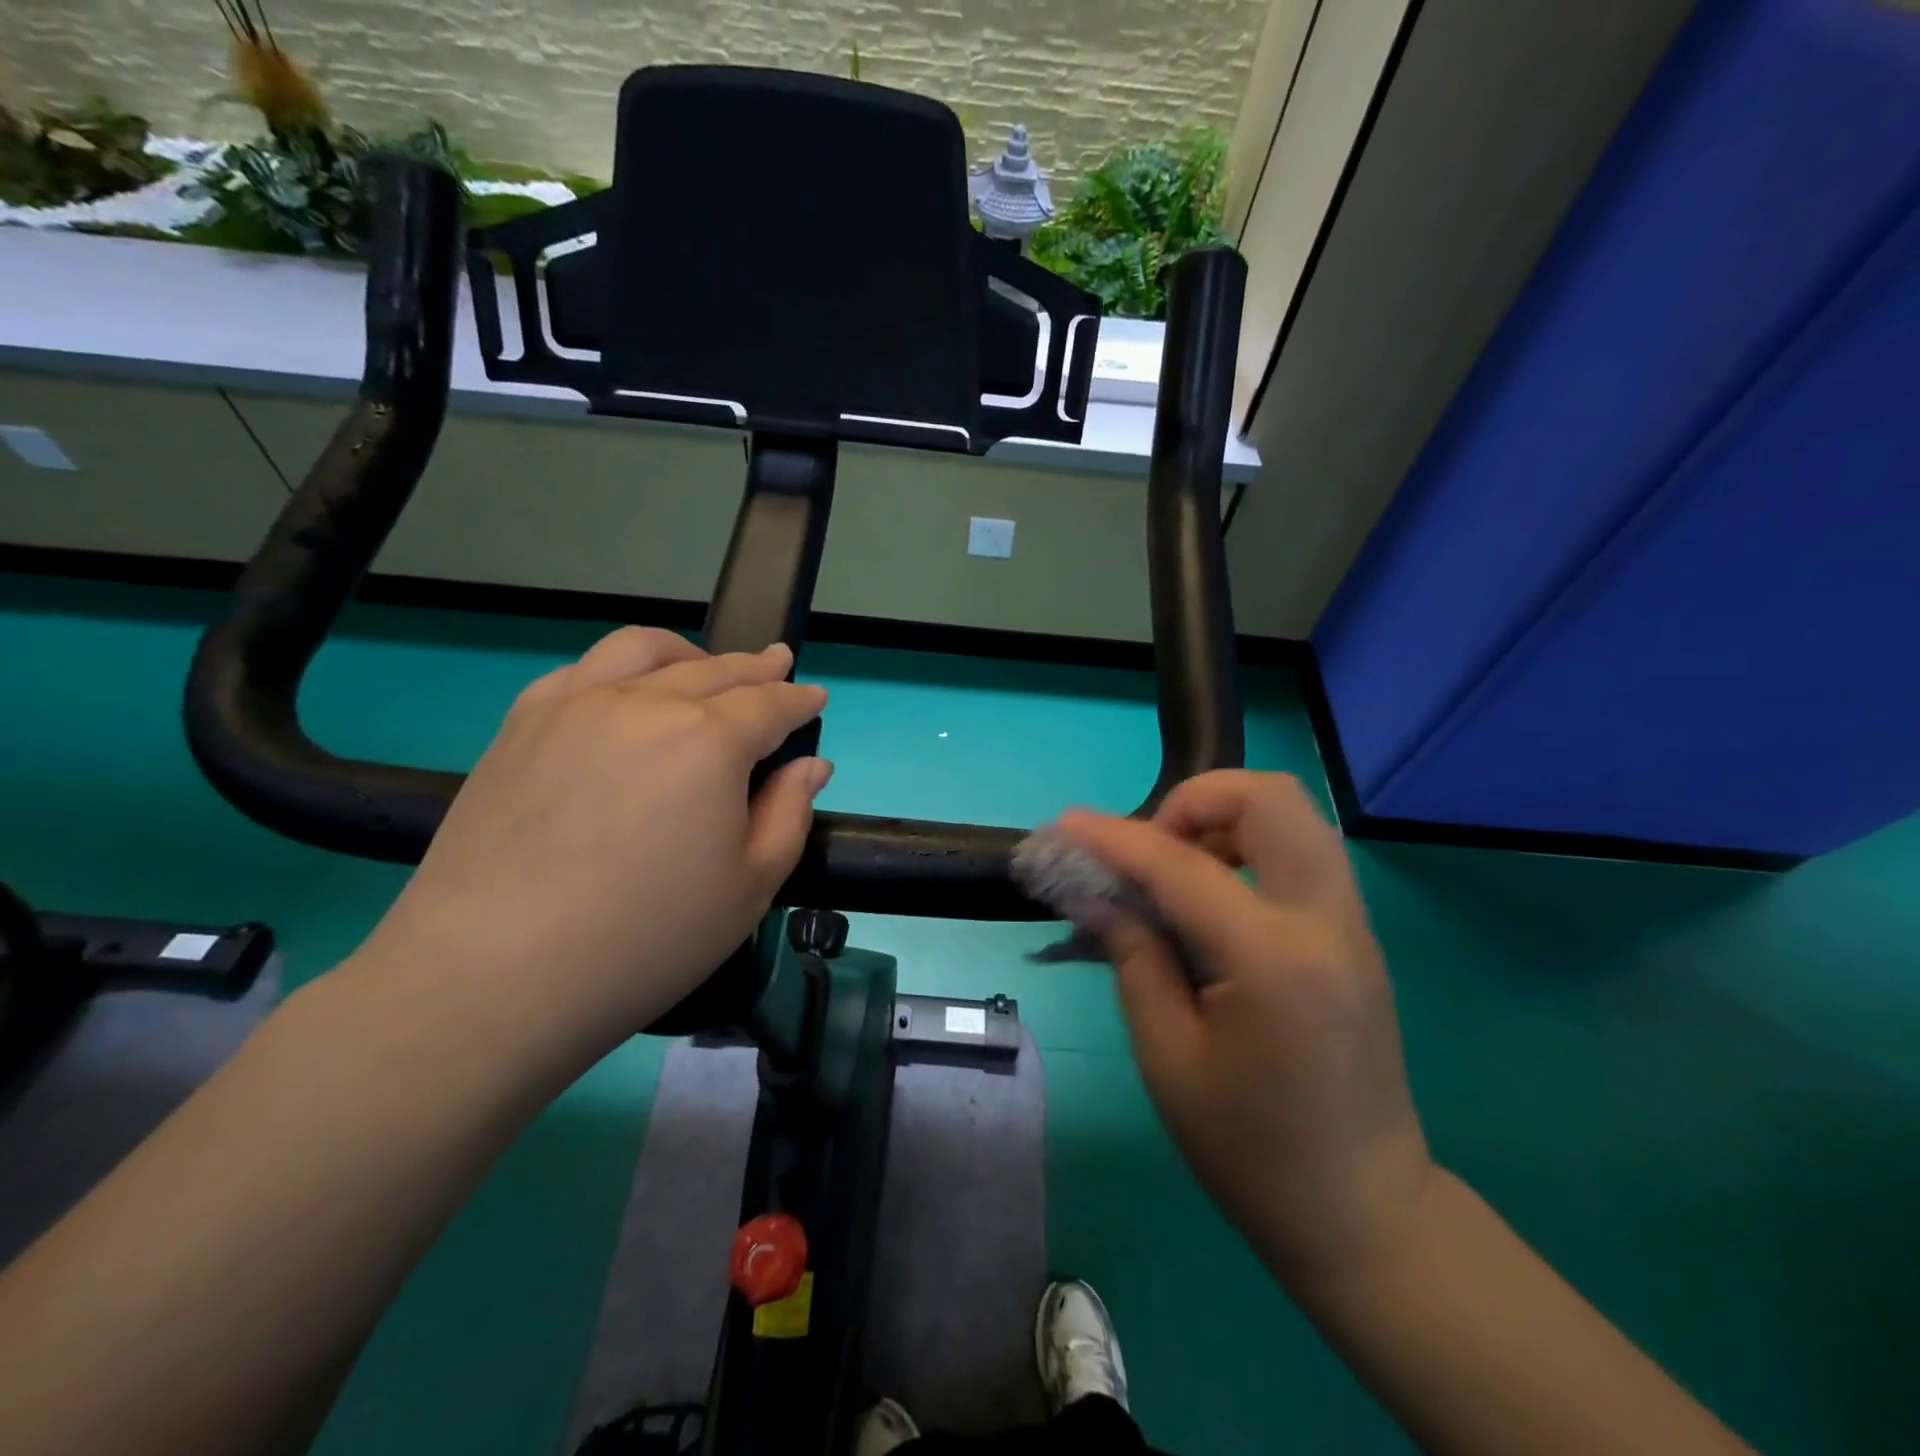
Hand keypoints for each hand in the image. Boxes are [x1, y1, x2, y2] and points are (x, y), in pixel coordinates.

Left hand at [356, 627, 830, 1061]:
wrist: (493, 976)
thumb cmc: (646, 940)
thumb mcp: (750, 888)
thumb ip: (788, 815)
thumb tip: (810, 766)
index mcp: (710, 741)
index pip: (769, 704)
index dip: (799, 700)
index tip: (815, 696)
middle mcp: (646, 703)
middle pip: (714, 670)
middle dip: (755, 667)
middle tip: (777, 664)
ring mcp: (575, 706)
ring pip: (643, 651)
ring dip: (688, 653)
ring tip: (704, 665)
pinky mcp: (521, 725)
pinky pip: (581, 671)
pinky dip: (621, 668)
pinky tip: (625, 692)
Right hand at [1056, 772, 1434, 1288]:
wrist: (1363, 1212)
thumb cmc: (1251, 1150)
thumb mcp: (1167, 1056)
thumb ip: (1132, 957)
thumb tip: (1093, 895)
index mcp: (1273, 958)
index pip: (1180, 865)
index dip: (1113, 838)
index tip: (1065, 825)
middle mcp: (1325, 920)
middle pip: (1270, 798)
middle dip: (1195, 800)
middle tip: (1150, 849)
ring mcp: (1352, 923)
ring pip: (1294, 815)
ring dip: (1226, 818)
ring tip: (1178, 869)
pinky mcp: (1356, 935)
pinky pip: (1303, 852)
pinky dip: (1251, 845)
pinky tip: (1214, 897)